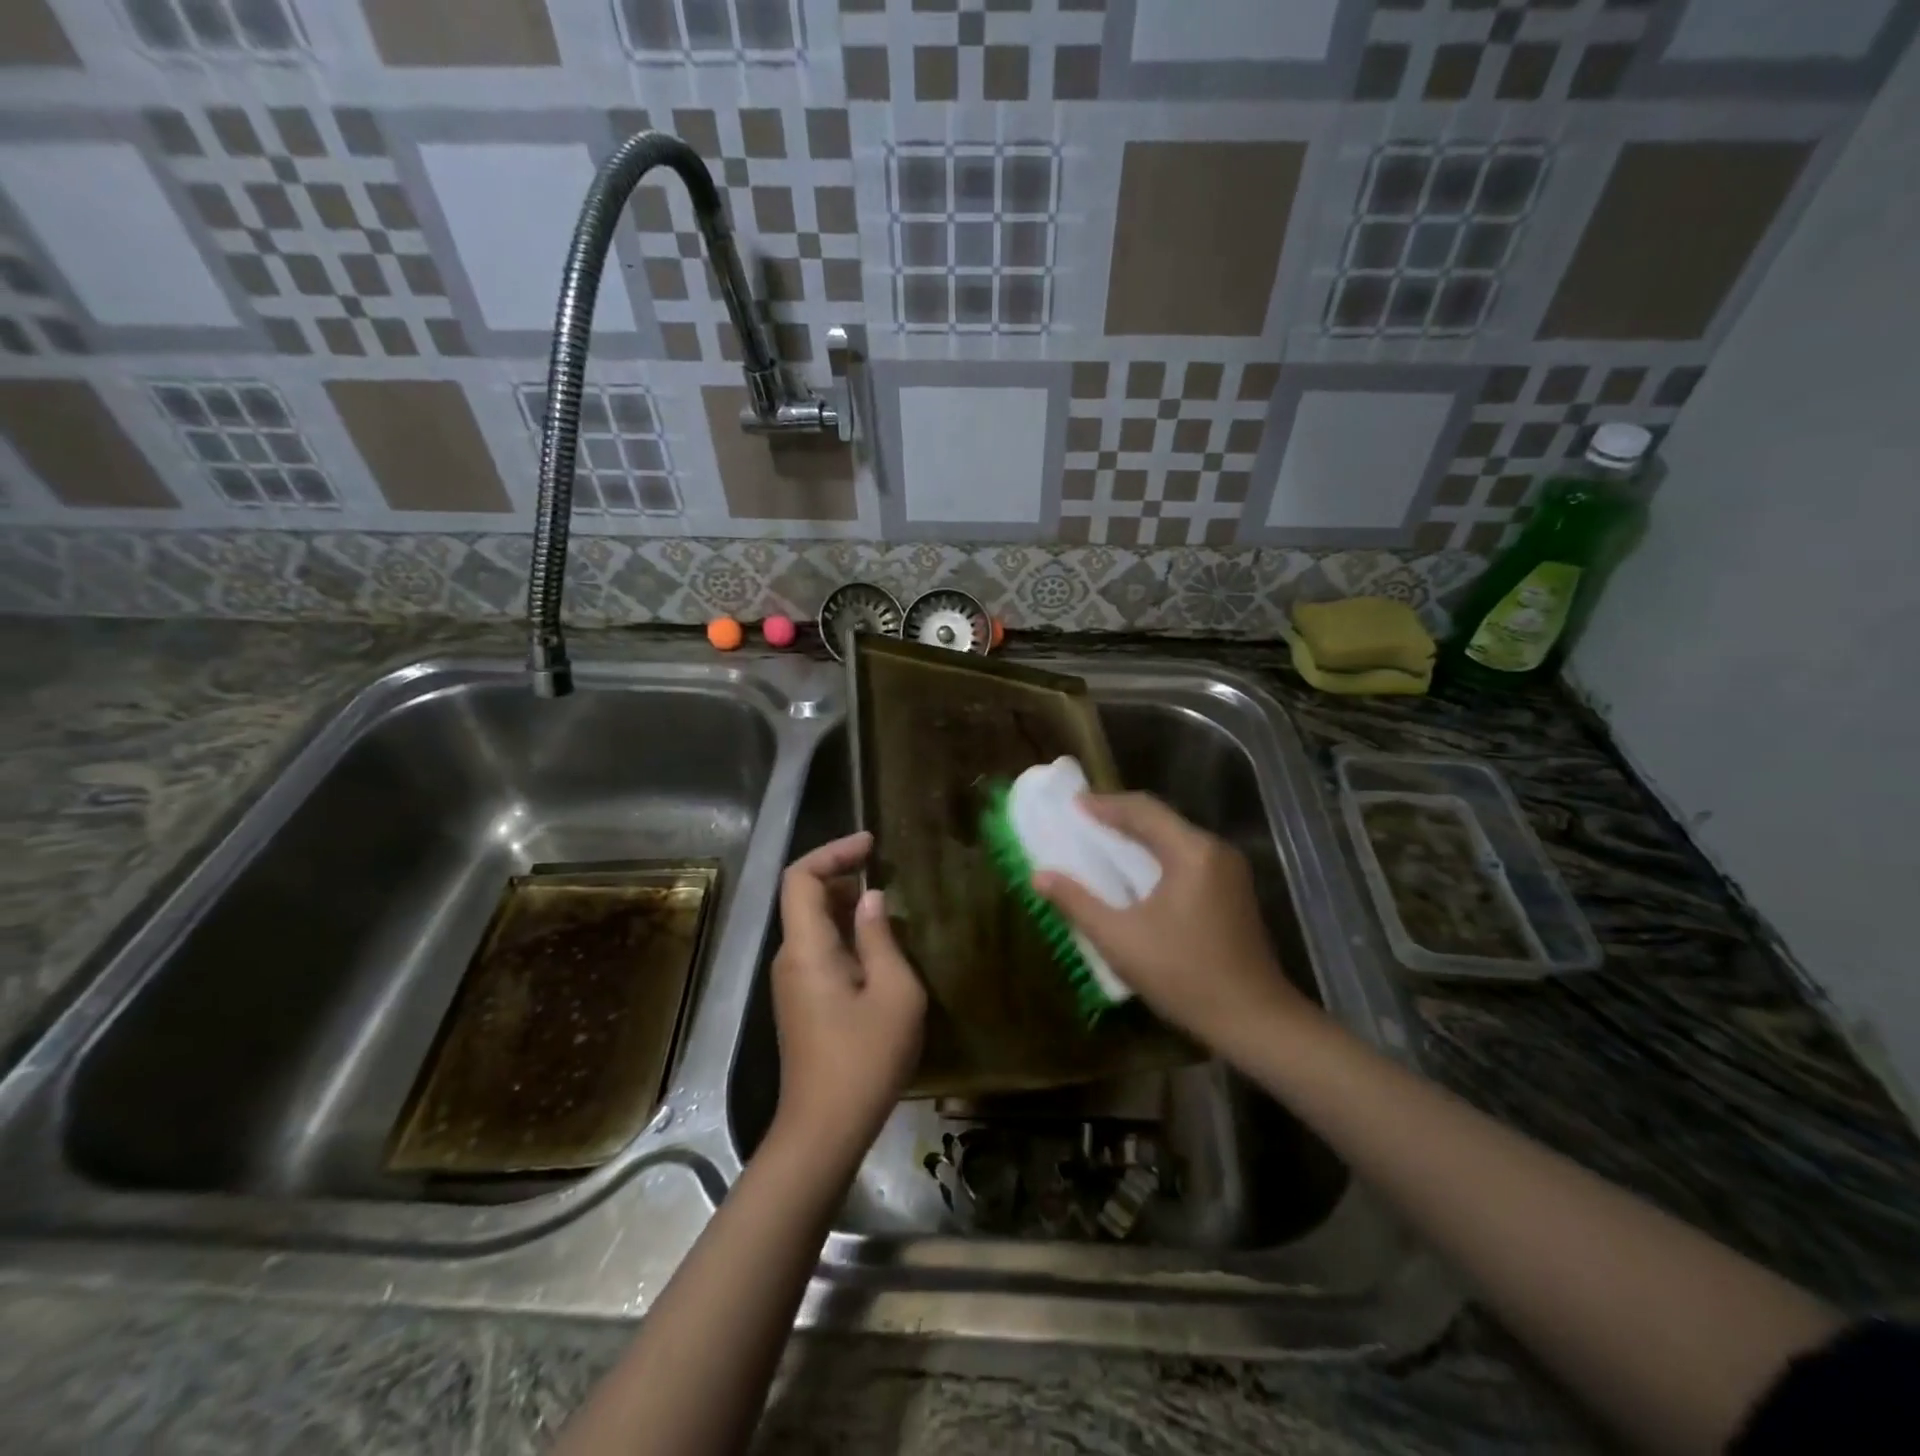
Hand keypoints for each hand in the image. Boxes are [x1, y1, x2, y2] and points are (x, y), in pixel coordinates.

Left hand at [770, 831, 925, 1168]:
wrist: (825, 1129)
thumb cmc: (865, 1058)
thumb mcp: (894, 992)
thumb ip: (881, 938)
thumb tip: (871, 899)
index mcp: (806, 948)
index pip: (799, 878)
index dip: (832, 852)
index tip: (870, 844)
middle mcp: (789, 958)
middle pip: (803, 897)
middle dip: (841, 874)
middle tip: (886, 871)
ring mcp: (791, 982)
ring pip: (811, 925)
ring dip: (844, 905)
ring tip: (888, 905)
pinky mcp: (800, 1002)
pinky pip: (817, 950)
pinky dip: (843, 933)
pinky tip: (877, 947)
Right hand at [1031, 794, 1314, 1056]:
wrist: (1254, 1020)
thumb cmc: (1184, 976)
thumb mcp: (1120, 940)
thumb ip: (1077, 903)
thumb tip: (1039, 876)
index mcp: (1192, 852)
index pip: (1143, 810)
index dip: (1104, 805)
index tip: (1072, 805)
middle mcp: (1215, 850)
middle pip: (1162, 819)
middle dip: (1120, 817)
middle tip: (1082, 822)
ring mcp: (1230, 870)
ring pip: (1176, 838)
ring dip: (1139, 836)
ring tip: (1102, 842)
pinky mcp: (1234, 891)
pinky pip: (1188, 857)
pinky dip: (1158, 855)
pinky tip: (1137, 872)